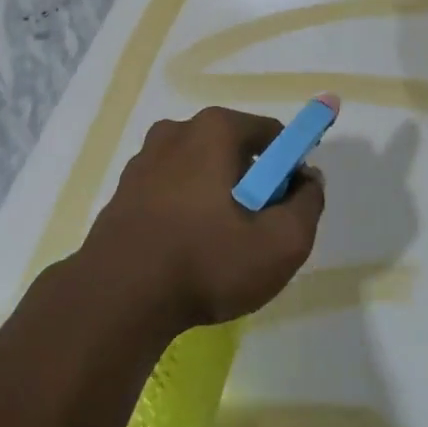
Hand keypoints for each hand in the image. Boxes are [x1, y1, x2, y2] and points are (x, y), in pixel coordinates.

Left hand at [81, 107, 325, 330]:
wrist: (118, 297)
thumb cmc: (206, 261)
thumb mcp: (281, 243)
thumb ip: (309, 204)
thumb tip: (308, 180)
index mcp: (214, 129)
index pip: (272, 134)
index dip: (290, 169)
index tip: (288, 208)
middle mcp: (177, 131)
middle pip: (235, 150)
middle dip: (253, 185)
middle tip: (257, 232)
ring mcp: (144, 159)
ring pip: (201, 171)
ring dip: (218, 198)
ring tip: (220, 248)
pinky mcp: (125, 189)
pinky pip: (172, 190)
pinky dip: (187, 210)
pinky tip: (187, 251)